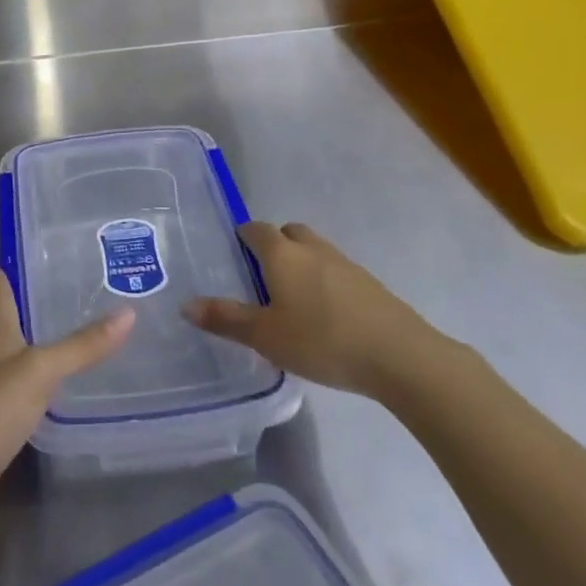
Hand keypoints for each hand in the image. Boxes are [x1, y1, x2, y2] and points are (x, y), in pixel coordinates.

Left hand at [0, 265, 132, 532]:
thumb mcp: (41, 372)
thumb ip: (81, 347)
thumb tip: (129, 312)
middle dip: (9, 307)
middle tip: (37, 291)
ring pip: (4, 361)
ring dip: (21, 347)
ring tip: (49, 336)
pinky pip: (11, 398)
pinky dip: (26, 388)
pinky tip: (43, 394)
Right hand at [185, 222, 458, 402]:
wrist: (399, 355)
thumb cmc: (322, 340)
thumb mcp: (265, 336)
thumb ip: (226, 319)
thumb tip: (186, 305)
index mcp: (282, 254)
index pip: (256, 230)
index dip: (243, 236)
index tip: (233, 252)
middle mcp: (312, 249)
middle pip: (289, 232)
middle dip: (274, 244)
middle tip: (261, 275)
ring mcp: (345, 263)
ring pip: (314, 250)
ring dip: (301, 262)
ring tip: (291, 297)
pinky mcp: (369, 284)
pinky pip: (336, 270)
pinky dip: (323, 280)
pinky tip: (324, 314)